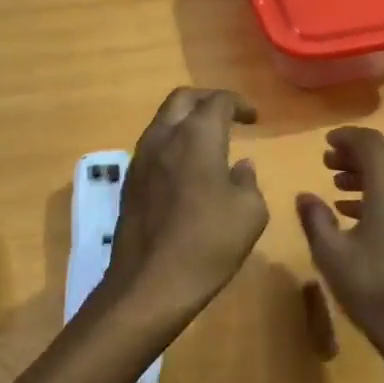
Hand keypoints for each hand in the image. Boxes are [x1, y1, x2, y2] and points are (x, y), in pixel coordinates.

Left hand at [103, 88, 268, 321]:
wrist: (150, 283)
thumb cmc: (208, 243)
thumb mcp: (250, 213)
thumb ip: (248, 182)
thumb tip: (240, 167)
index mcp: (196, 136)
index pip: (217, 100)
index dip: (239, 104)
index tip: (254, 118)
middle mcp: (163, 137)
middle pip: (182, 100)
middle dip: (206, 100)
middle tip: (227, 115)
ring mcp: (140, 159)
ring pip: (162, 122)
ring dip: (185, 122)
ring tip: (208, 142)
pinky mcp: (129, 183)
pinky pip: (153, 148)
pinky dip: (172, 145)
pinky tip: (187, 170)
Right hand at [297, 127, 383, 368]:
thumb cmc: (373, 286)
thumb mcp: (332, 252)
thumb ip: (315, 217)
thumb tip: (305, 196)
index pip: (370, 143)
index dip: (346, 139)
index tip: (324, 143)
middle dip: (356, 157)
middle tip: (326, 165)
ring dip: (369, 177)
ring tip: (337, 188)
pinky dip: (383, 195)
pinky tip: (358, 214)